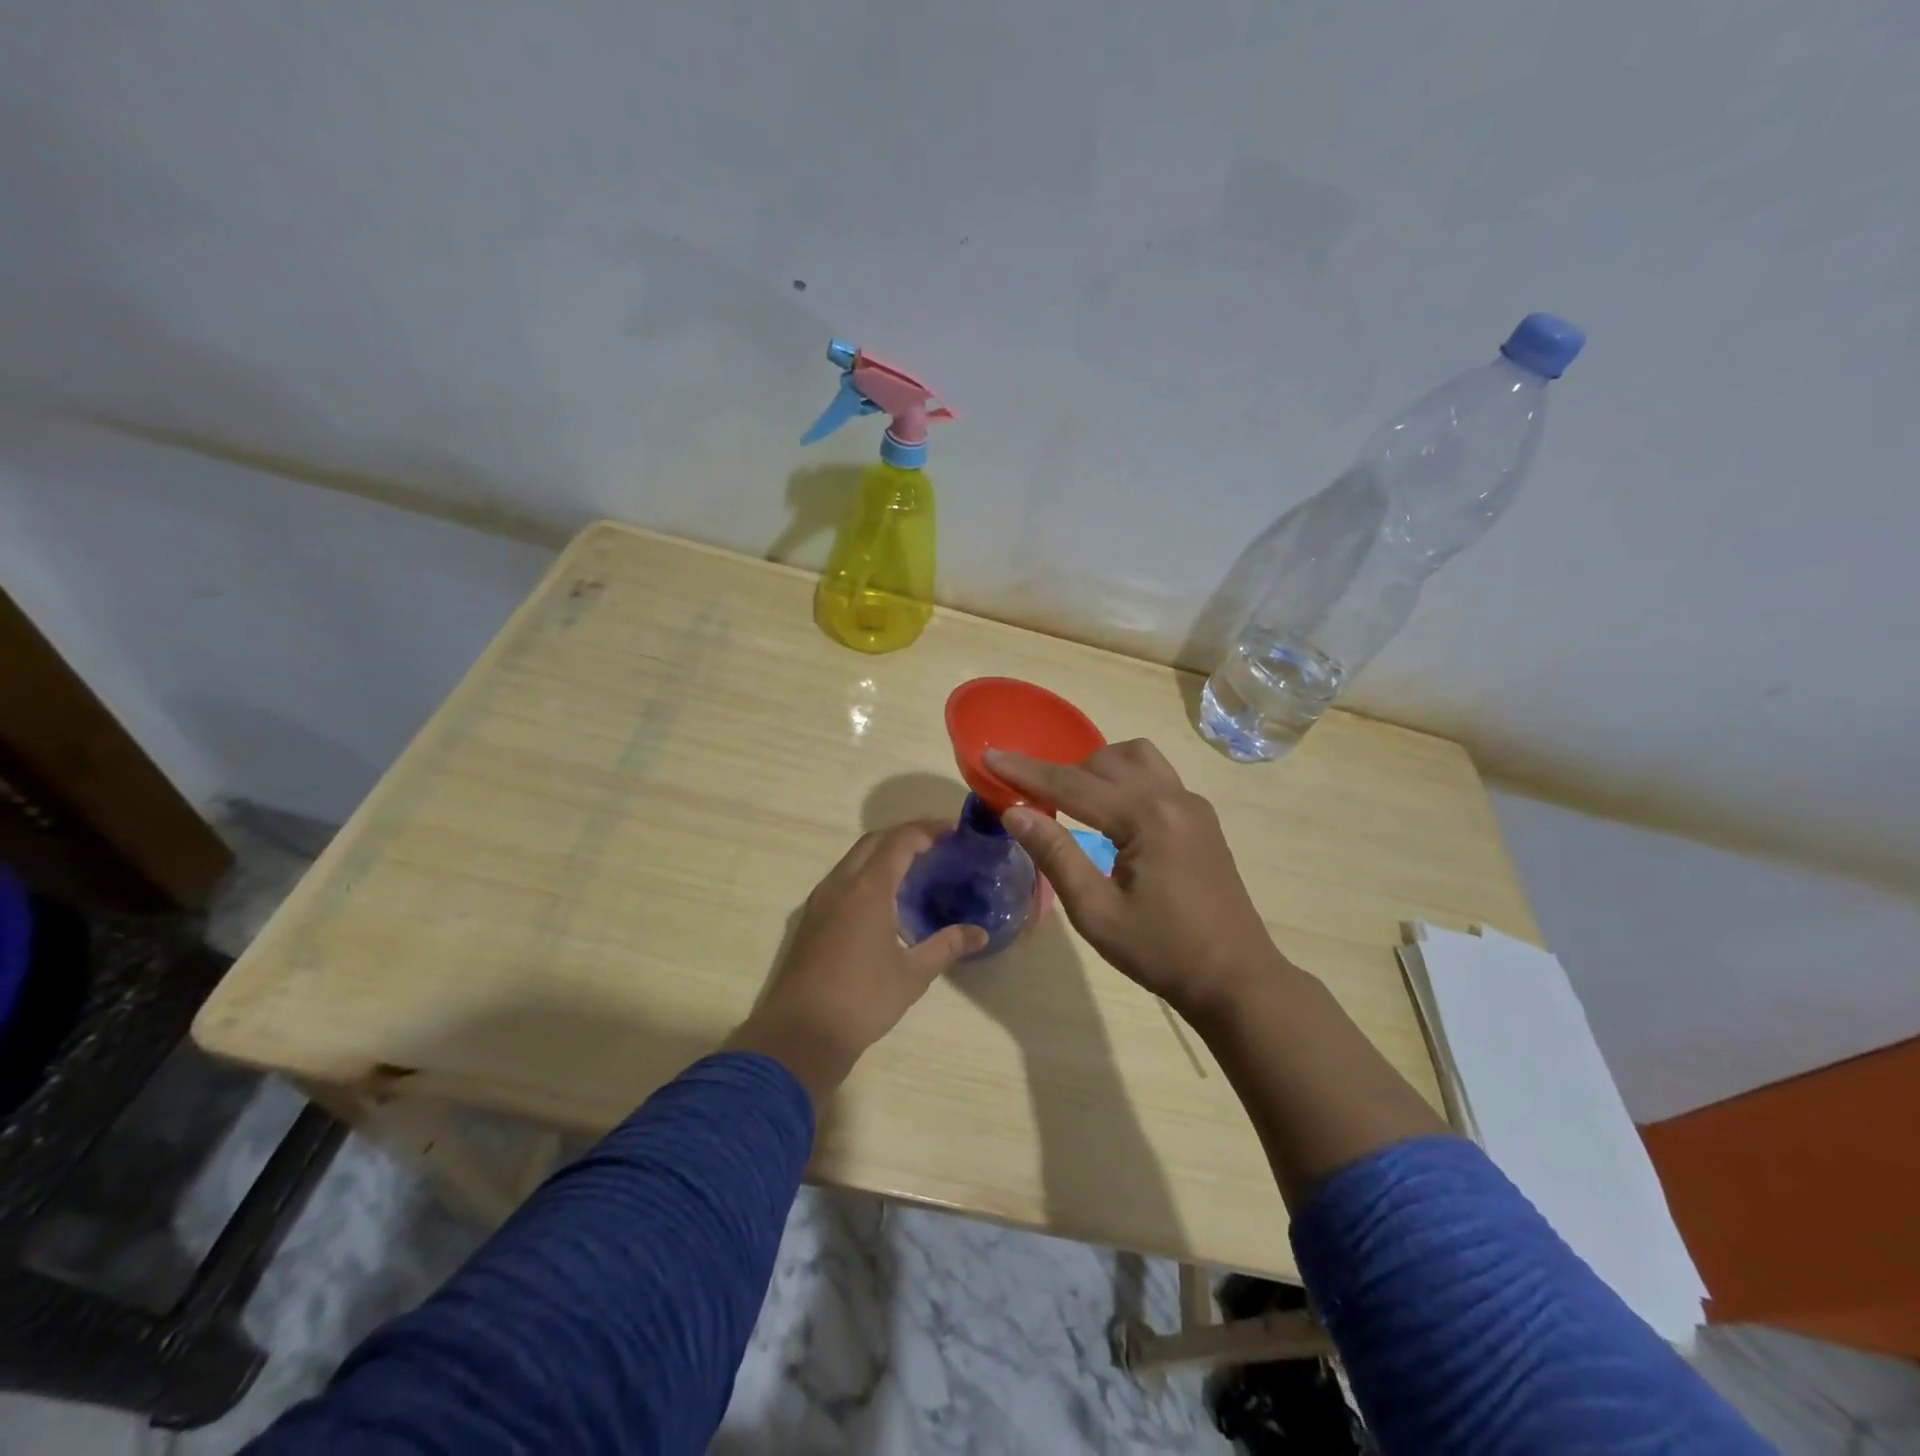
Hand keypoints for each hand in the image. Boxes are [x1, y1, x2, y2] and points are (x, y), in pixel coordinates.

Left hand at [724, 822, 986, 1105]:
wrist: (800, 1034)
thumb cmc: (862, 1000)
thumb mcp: (913, 975)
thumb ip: (947, 947)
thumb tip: (980, 933)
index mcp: (868, 889)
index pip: (899, 842)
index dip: (926, 830)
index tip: (952, 829)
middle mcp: (841, 884)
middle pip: (874, 841)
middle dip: (905, 834)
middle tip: (936, 841)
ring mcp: (821, 900)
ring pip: (854, 858)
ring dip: (883, 851)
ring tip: (915, 863)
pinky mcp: (811, 919)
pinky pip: (843, 878)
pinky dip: (867, 871)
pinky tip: (885, 895)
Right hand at [986, 740, 1285, 1020]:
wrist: (1234, 979)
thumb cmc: (1161, 952)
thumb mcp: (1096, 912)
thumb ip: (1055, 855)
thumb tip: (1014, 812)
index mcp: (1147, 818)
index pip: (1073, 783)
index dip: (1026, 771)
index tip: (989, 756)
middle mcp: (1173, 797)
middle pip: (1103, 762)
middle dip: (1058, 771)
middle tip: (1026, 795)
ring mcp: (1192, 804)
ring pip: (1135, 757)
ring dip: (1096, 767)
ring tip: (1071, 799)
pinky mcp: (1200, 817)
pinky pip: (1155, 775)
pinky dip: (1123, 778)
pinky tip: (1109, 810)